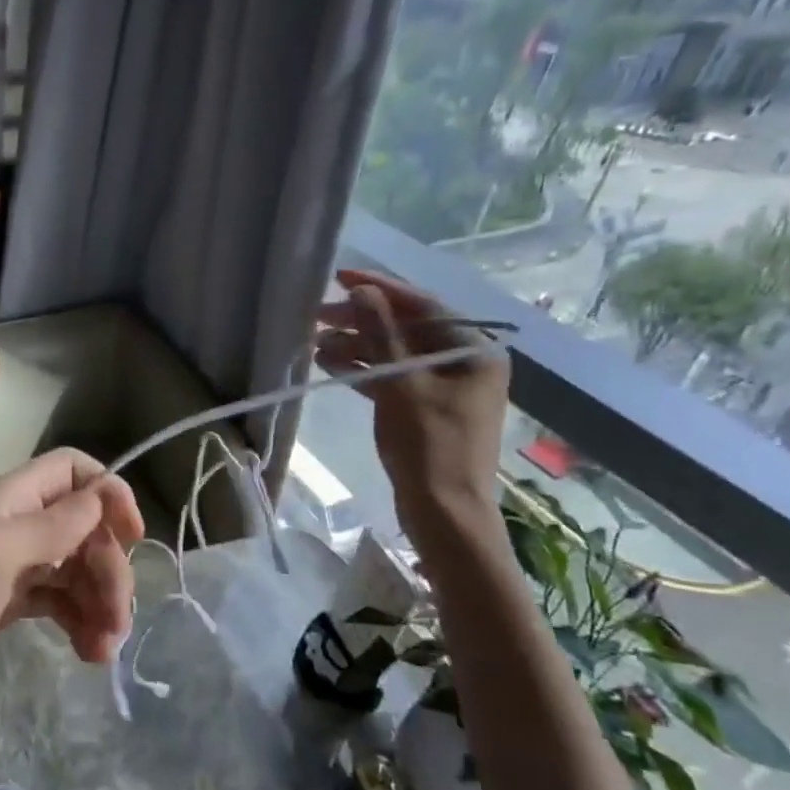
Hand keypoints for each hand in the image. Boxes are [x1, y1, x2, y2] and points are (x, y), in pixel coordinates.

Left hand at [0, 449, 144, 736]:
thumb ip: (51, 524)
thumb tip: (105, 494)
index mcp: (11, 500)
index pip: (73, 470)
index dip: (109, 494)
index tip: (133, 537)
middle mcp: (17, 523)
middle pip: (86, 528)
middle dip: (109, 569)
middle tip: (118, 620)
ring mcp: (15, 563)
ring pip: (78, 567)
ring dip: (100, 602)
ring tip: (103, 651)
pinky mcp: (12, 600)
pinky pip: (61, 600)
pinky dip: (80, 621)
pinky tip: (87, 653)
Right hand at [314, 267, 508, 540]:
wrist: (444, 510)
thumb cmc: (429, 444)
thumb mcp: (402, 384)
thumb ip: (381, 334)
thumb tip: (361, 291)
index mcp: (474, 350)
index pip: (423, 304)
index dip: (380, 288)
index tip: (339, 278)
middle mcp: (464, 361)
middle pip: (407, 328)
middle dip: (361, 320)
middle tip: (318, 316)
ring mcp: (445, 386)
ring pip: (395, 352)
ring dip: (357, 345)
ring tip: (316, 343)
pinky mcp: (425, 408)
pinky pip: (392, 377)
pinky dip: (363, 369)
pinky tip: (330, 364)